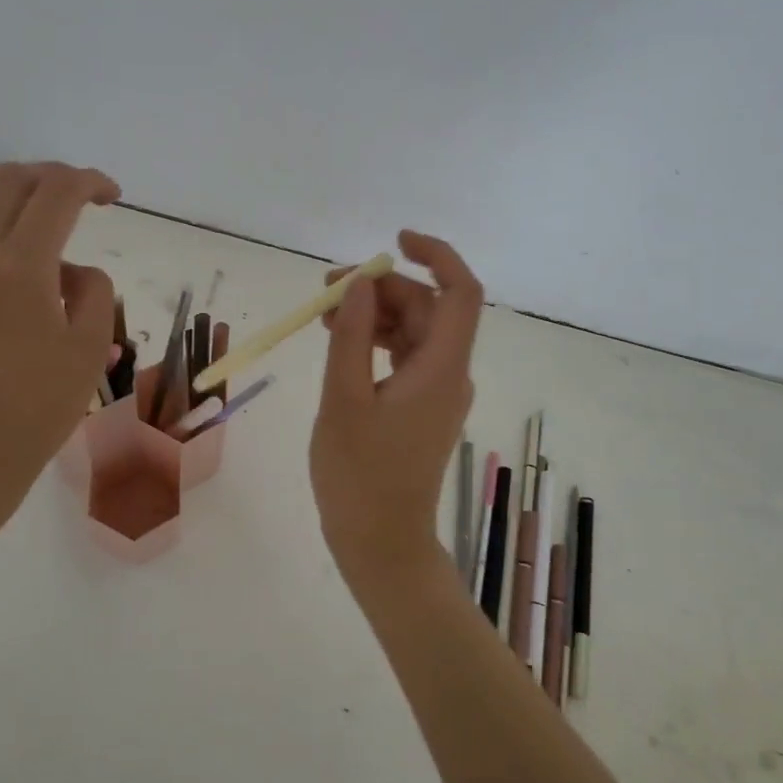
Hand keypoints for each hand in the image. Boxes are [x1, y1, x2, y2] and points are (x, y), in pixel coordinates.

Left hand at [0, 162, 119, 579]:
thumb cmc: (38, 406)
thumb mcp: (90, 348)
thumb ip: (94, 290)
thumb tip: (73, 270)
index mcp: (22, 266)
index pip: (57, 193)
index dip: (91, 182)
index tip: (112, 196)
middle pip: (14, 181)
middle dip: (55, 177)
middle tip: (83, 196)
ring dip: (11, 182)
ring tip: (38, 198)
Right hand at [309, 230, 483, 588]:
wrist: (380, 541)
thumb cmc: (359, 474)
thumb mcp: (343, 399)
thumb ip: (350, 337)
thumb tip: (358, 284)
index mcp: (441, 368)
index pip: (460, 293)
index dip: (436, 256)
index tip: (394, 242)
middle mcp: (448, 373)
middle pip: (427, 308)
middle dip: (381, 288)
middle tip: (326, 289)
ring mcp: (436, 391)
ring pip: (412, 331)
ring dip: (372, 314)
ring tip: (322, 315)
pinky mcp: (420, 407)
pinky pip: (403, 357)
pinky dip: (374, 342)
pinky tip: (339, 342)